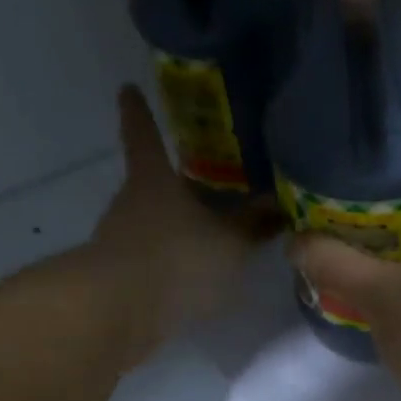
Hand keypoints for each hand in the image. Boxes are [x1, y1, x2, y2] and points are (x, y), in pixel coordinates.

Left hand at [90, 86, 278, 360]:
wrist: (119, 312)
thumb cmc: (178, 258)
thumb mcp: (231, 242)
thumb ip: (255, 224)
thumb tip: (281, 204)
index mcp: (154, 179)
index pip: (144, 135)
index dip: (138, 111)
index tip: (128, 88)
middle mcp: (131, 202)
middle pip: (153, 182)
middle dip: (176, 182)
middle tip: (208, 180)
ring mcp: (121, 239)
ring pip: (154, 222)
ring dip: (178, 226)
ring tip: (214, 236)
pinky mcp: (121, 275)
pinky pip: (154, 258)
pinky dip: (174, 261)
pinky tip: (199, 276)